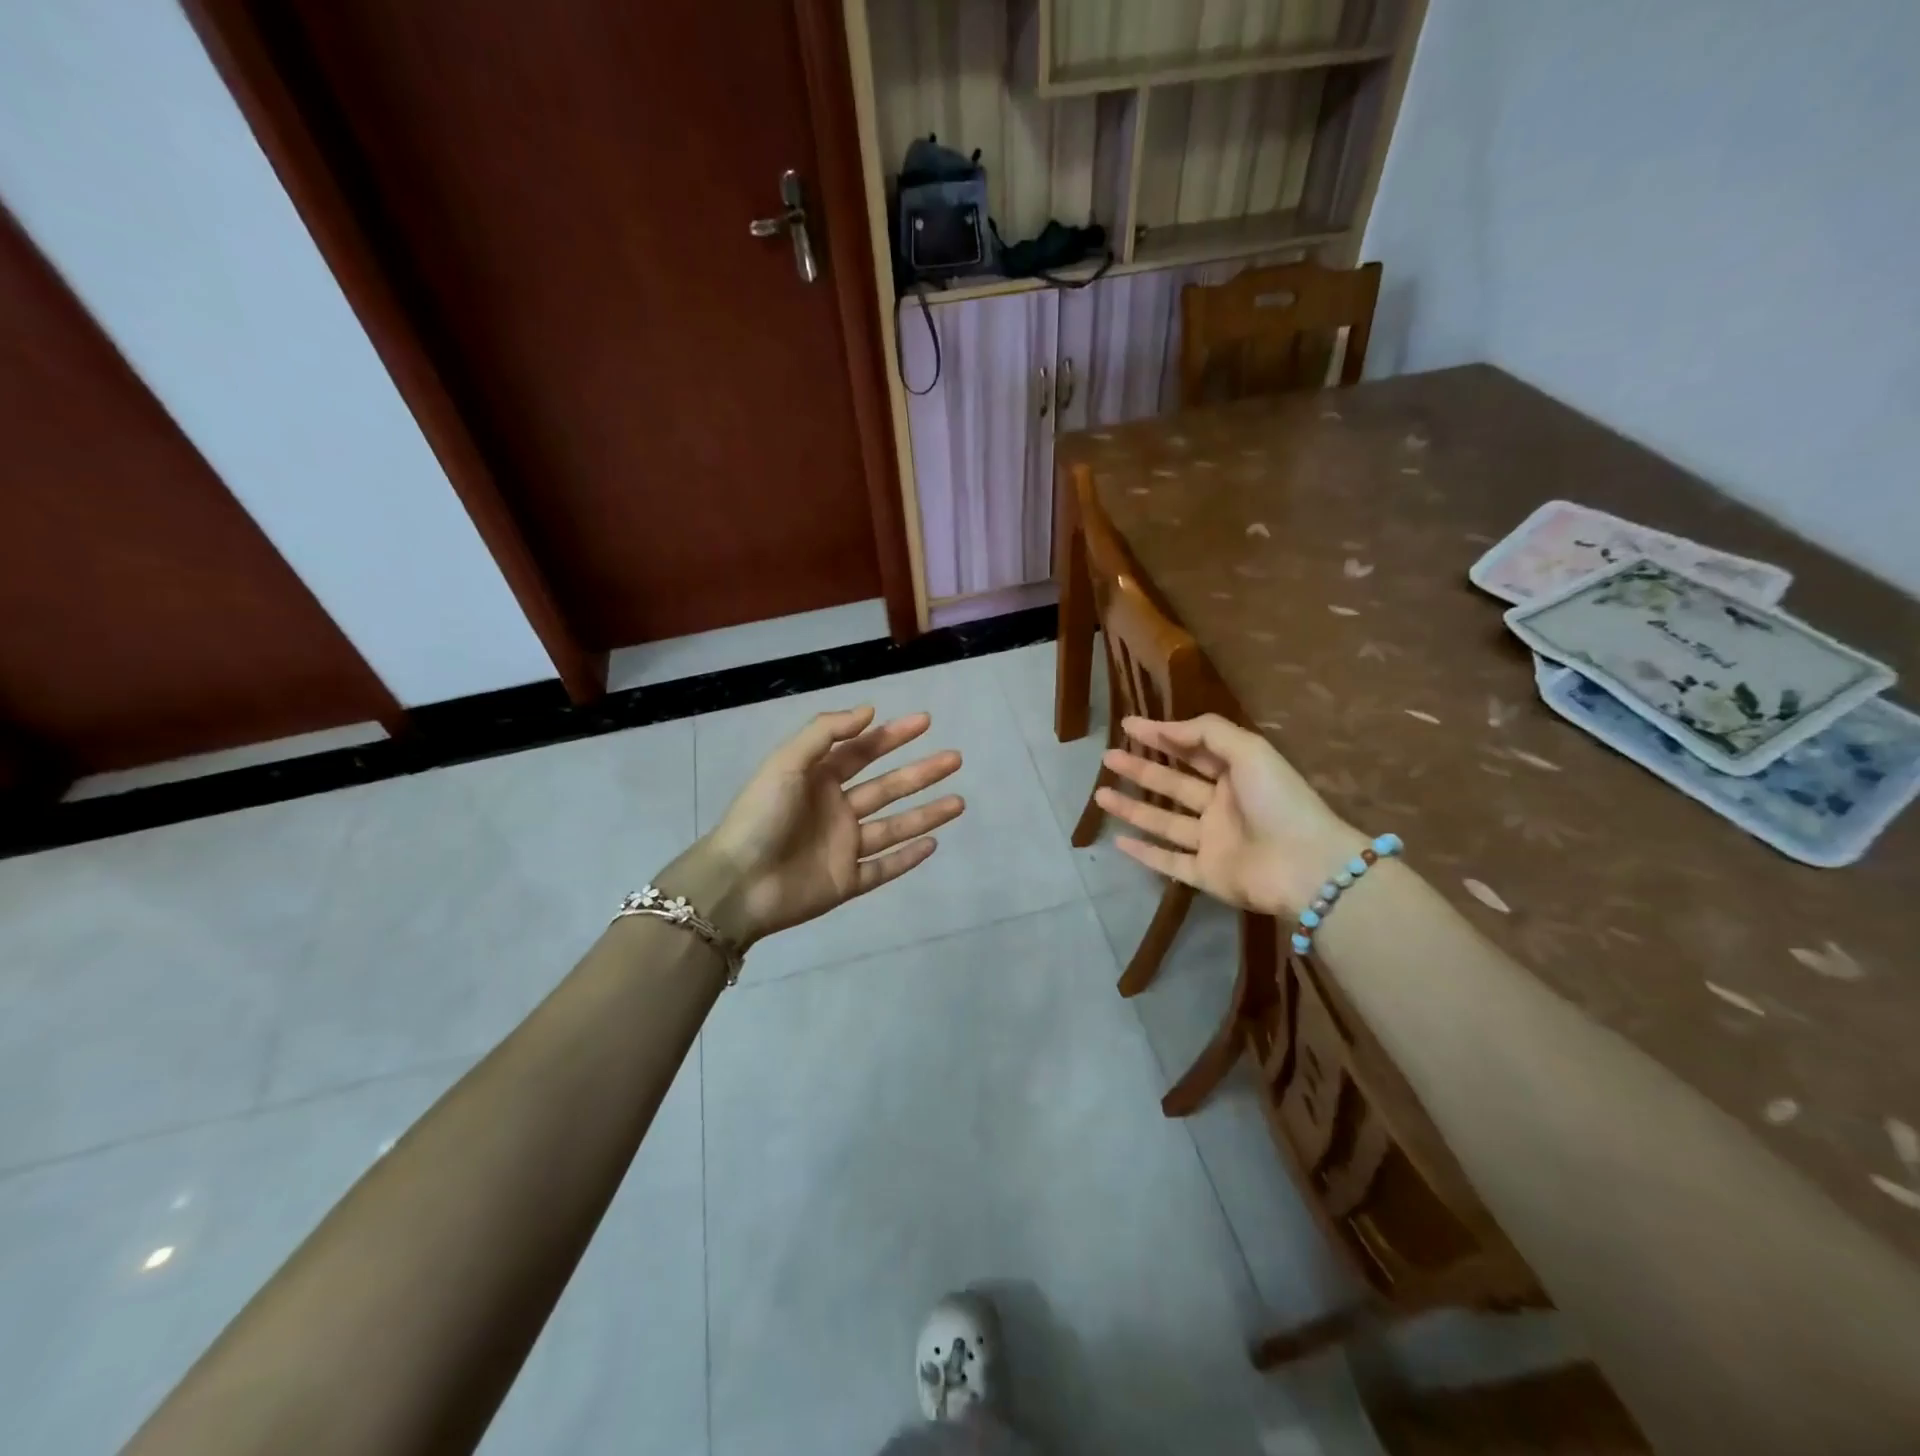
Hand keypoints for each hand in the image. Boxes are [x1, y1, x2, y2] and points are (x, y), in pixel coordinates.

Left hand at [681, 706, 962, 946]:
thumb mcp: (787, 763)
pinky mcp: (846, 882)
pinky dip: (908, 858)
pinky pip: (884, 867)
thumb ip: (825, 733)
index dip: (893, 735)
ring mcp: (843, 847)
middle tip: (955, 758)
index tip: (925, 721)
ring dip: (926, 814)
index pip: (863, 752)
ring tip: (959, 802)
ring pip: (894, 827)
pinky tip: (933, 844)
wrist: (738, 883)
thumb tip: (868, 711)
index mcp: (818, 780)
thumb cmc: (760, 816)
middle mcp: (836, 810)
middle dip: (921, 772)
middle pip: (887, 788)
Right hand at [1096, 714, 1364, 917]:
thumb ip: (1206, 733)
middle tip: (1107, 757)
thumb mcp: (1249, 750)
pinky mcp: (1207, 875)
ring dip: (1132, 807)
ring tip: (1099, 794)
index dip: (1162, 736)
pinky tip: (1118, 840)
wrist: (1305, 865)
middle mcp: (1222, 807)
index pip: (1193, 751)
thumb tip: (1163, 727)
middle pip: (1173, 785)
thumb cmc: (1279, 801)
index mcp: (1237, 776)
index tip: (1128, 725)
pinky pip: (1169, 862)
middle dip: (1140, 769)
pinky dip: (1144, 853)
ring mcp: (1213, 843)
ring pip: (1164, 822)